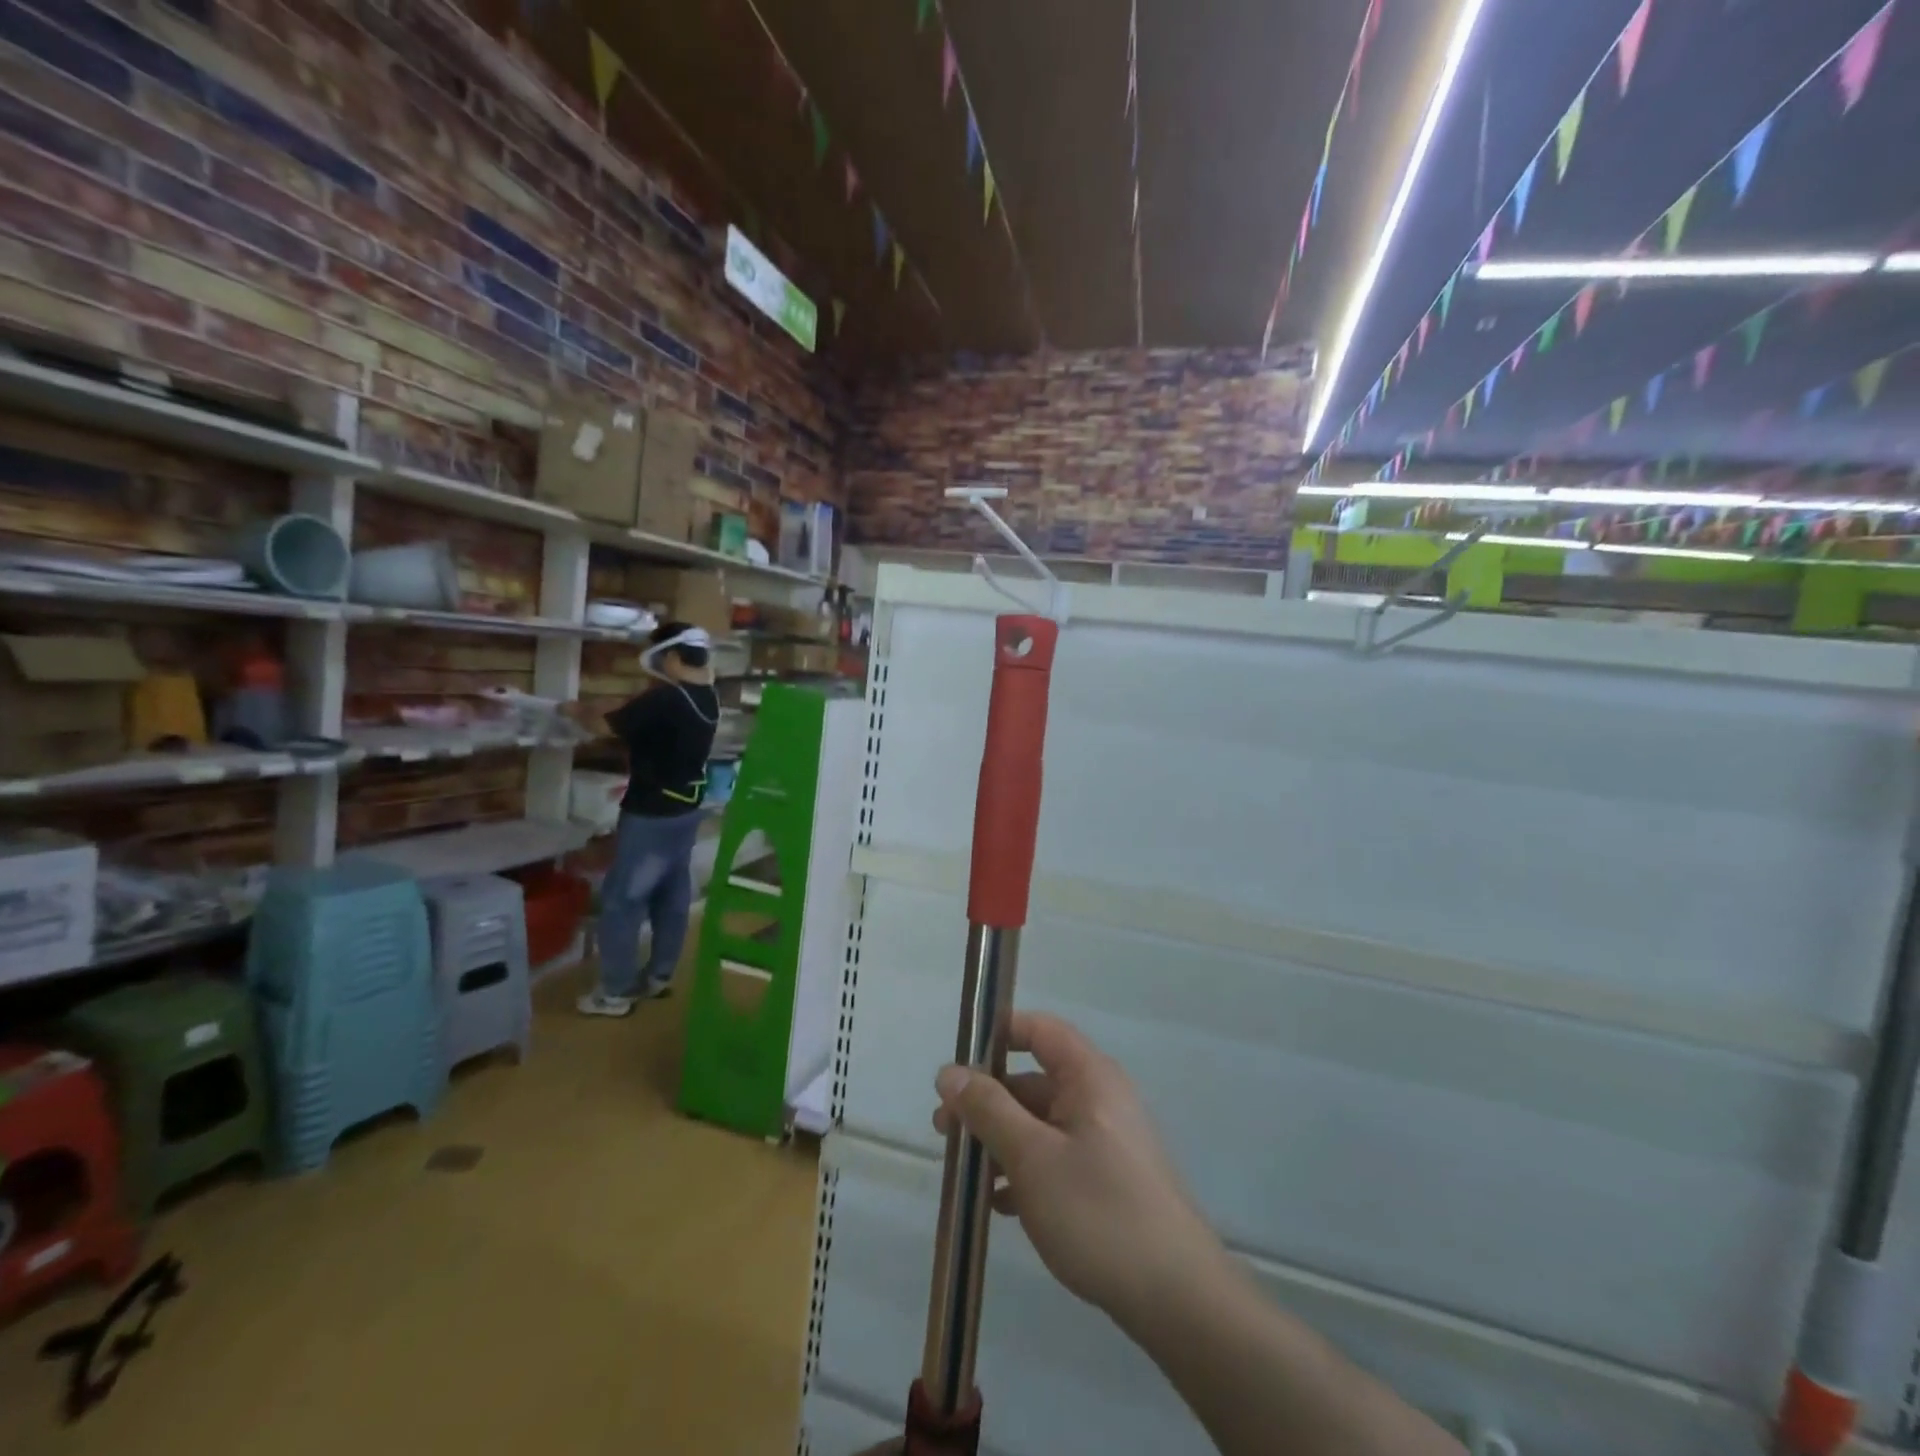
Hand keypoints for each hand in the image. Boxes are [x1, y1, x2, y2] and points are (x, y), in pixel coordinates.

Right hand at [933, 1012, 1223, 1331]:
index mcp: (1089, 1077)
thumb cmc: (1098, 1211)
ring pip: (1041, 1123)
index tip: (958, 1063)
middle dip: (987, 1101)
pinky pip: (1056, 1157)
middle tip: (944, 1131)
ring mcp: (1106, 1141)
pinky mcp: (1108, 1180)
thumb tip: (949, 1071)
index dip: (998, 1035)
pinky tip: (999, 1204)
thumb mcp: (1032, 1157)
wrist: (1177, 1298)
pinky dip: (1025, 1170)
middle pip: (1034, 1081)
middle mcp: (1099, 1098)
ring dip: (1001, 1140)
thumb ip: (988, 1109)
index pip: (1039, 1030)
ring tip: (964, 1173)